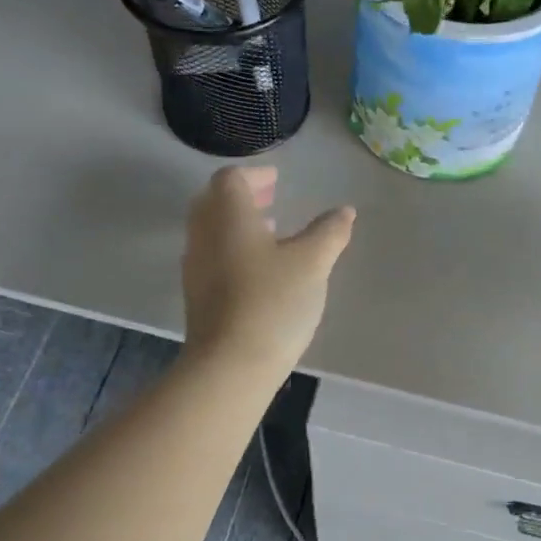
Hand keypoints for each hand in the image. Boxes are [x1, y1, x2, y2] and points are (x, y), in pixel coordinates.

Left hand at [182, 166, 355, 376]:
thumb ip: (329, 232)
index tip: (277, 180)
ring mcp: (196, 269)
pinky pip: (212, 258)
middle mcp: (204, 235)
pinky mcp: (198, 298)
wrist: (230, 365)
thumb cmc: (273, 302)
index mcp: (228, 216)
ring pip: (211, 232)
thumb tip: (345, 211)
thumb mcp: (312, 263)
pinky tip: (260, 272)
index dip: (254, 175)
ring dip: (237, 225)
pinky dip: (233, 250)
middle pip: (214, 202)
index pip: (231, 179)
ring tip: (271, 234)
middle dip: (243, 197)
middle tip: (271, 200)